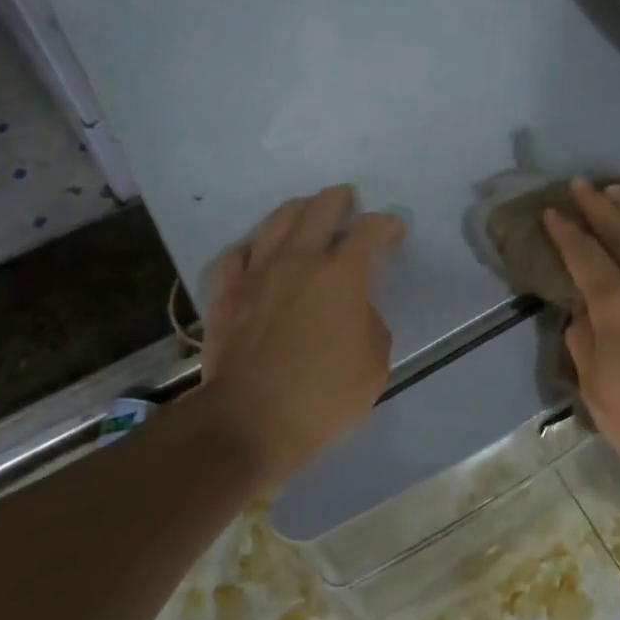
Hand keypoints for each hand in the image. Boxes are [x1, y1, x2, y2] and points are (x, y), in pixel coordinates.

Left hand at [199, 186, 403, 485]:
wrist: (249, 421)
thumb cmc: (322, 397)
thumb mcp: (374, 364)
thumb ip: (370, 324)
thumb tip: (355, 310)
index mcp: (342, 276)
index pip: (368, 231)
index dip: (385, 224)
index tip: (393, 229)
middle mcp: (299, 261)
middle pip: (320, 210)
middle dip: (339, 199)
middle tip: (347, 199)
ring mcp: (257, 273)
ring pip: (277, 222)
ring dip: (297, 210)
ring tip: (306, 210)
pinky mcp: (226, 292)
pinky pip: (237, 254)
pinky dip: (253, 247)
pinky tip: (257, 251)